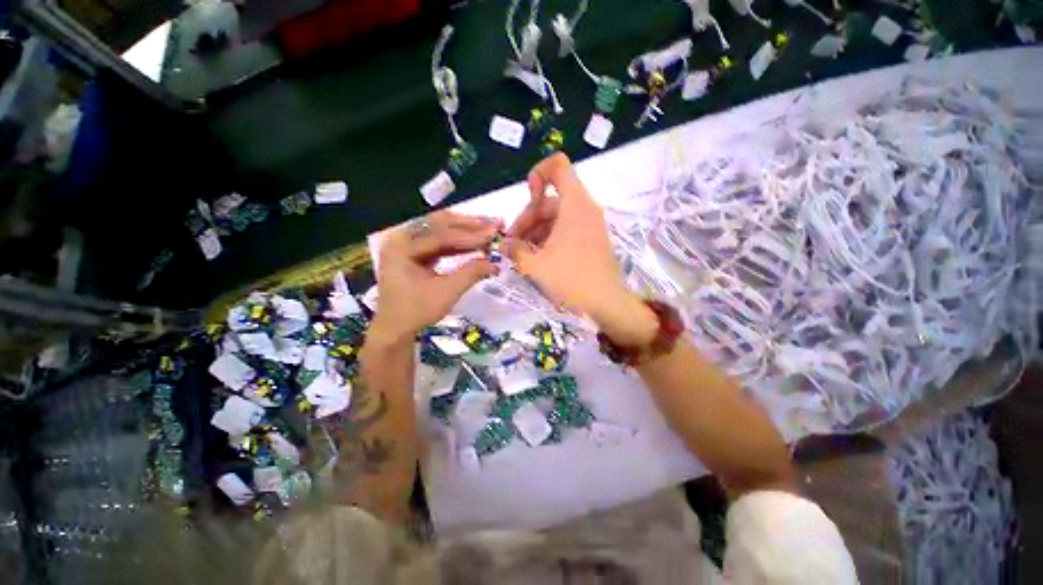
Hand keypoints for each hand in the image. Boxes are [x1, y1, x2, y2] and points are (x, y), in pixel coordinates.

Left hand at [370, 210, 500, 344]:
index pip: (442, 235)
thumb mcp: (447, 292)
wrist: (395, 329)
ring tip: (489, 229)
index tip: (494, 233)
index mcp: (402, 246)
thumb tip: (496, 264)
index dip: (471, 235)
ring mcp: (407, 243)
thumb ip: (471, 273)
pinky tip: (475, 242)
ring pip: (441, 229)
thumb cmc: (416, 312)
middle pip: (440, 223)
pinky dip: (459, 242)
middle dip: (470, 224)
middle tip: (495, 222)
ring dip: (466, 230)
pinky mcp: (415, 251)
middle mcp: (402, 238)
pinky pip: (439, 240)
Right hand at [507, 153, 656, 344]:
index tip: (528, 196)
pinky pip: (565, 230)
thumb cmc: (571, 280)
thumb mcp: (535, 266)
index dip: (538, 174)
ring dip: (535, 232)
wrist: (607, 304)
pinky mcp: (591, 240)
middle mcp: (584, 209)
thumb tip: (505, 244)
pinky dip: (549, 239)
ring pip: (556, 217)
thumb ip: (515, 250)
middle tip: (512, 243)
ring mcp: (589, 226)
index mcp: (574, 205)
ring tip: (521, 255)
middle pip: (551, 199)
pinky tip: (537, 258)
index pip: (558, 166)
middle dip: (528, 219)